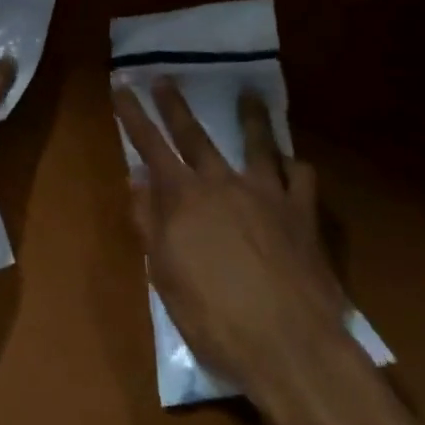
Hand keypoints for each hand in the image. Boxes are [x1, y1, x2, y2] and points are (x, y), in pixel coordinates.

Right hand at [114, 79, 371, 424]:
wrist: (290, 347)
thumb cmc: (215, 318)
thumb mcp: (165, 275)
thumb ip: (149, 223)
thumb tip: (136, 180)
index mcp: (184, 198)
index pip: (150, 146)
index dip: (133, 115)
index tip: (121, 86)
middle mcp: (223, 184)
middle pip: (195, 135)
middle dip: (174, 105)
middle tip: (164, 78)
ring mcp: (267, 194)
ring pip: (258, 143)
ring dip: (250, 117)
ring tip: (249, 95)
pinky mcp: (303, 214)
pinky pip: (302, 177)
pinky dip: (295, 165)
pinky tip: (293, 162)